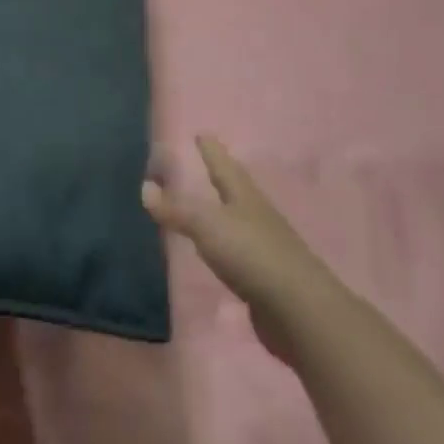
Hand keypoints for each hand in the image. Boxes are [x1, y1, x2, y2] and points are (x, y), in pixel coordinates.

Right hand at [143, 135, 336, 362]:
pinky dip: (225, 245)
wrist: (298, 310)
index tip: (202, 133)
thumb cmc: (251, 254)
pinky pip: (238, 252)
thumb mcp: (207, 226)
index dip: (211, 150)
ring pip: (238, 220)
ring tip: (207, 206)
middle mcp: (256, 215)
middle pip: (236, 190)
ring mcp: (264, 246)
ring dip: (222, 211)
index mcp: (244, 196)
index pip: (224, 165)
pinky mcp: (265, 277)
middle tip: (206, 164)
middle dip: (221, 176)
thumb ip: (176, 209)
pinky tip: (217, 252)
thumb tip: (145, 187)